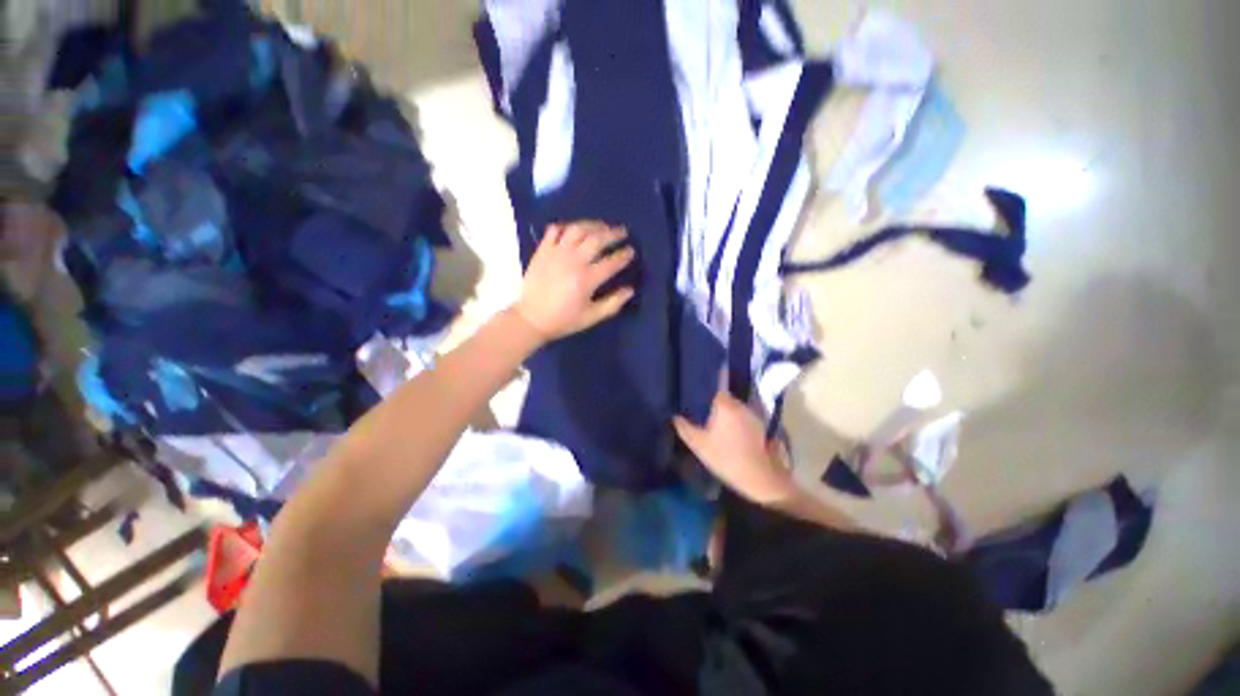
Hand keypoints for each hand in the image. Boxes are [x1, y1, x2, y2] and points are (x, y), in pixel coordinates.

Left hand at [515, 221, 635, 338]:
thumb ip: (613, 303)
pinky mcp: (543, 250)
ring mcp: (556, 252)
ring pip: (578, 229)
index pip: (612, 262)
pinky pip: (555, 230)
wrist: (531, 318)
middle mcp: (573, 261)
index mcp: (587, 279)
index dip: (624, 255)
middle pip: (597, 239)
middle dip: (613, 233)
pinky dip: (567, 226)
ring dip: (593, 225)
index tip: (631, 251)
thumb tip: (630, 290)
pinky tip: (574, 229)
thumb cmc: (563, 320)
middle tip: (622, 232)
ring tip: (602, 226)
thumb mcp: (591, 317)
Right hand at [673, 388, 796, 504]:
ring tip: (717, 421)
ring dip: (728, 412)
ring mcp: (753, 415)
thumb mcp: (699, 445)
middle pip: (726, 397)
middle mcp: (740, 405)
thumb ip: (684, 428)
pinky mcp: (761, 426)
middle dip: (716, 402)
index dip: (707, 388)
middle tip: (704, 410)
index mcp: (725, 405)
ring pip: (736, 407)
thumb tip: (674, 416)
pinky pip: (744, 417)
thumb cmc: (725, 457)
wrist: (758, 477)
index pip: (716, 387)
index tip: (699, 392)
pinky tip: (731, 432)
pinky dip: (738, 421)